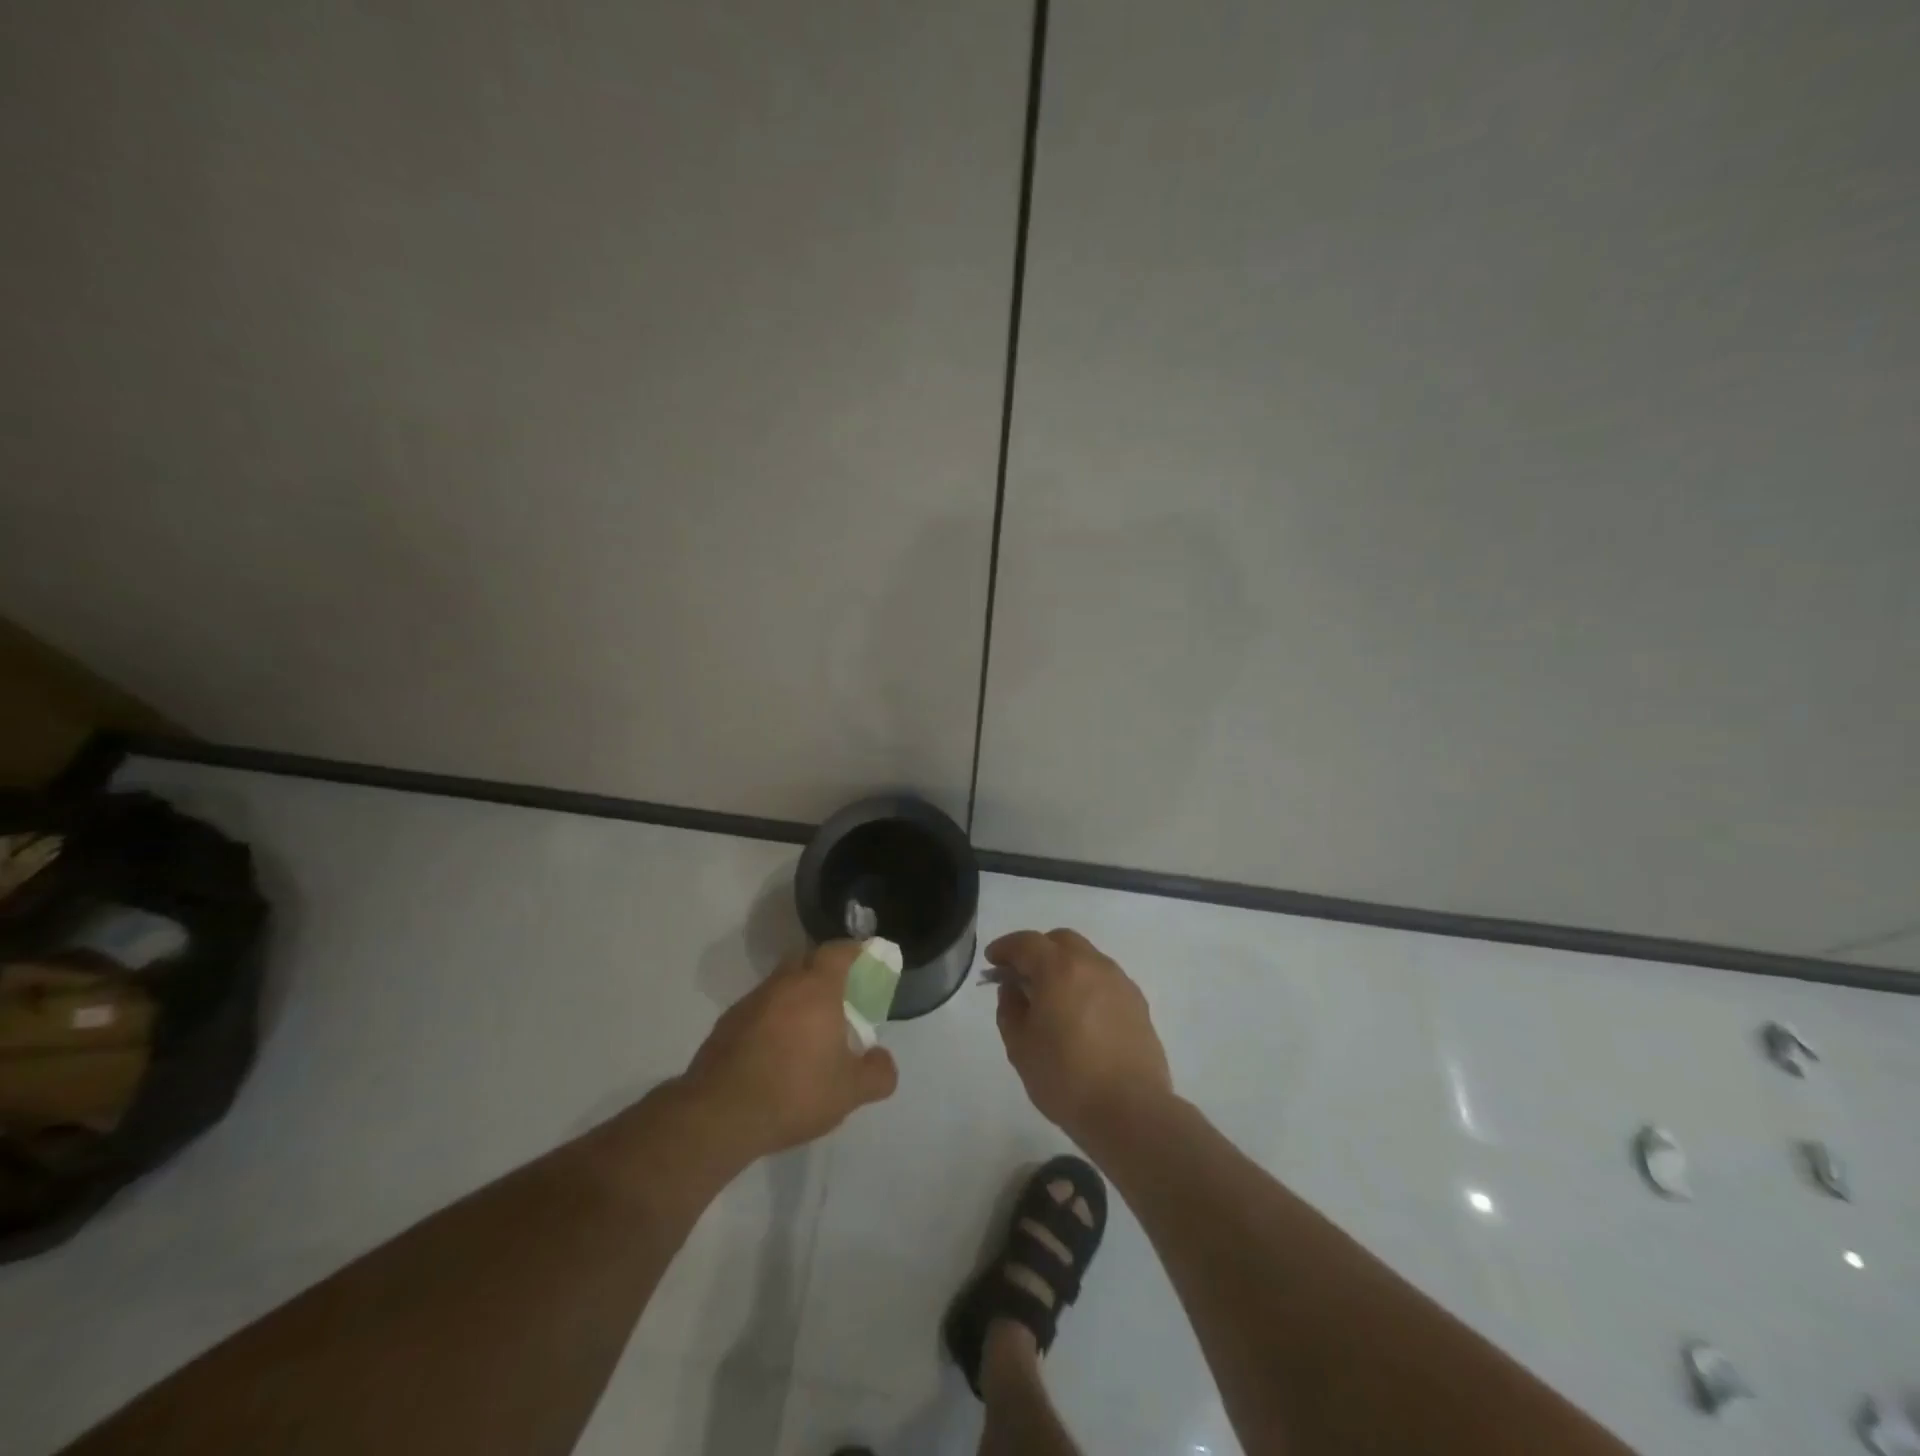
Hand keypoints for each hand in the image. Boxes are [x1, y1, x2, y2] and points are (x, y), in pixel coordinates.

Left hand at [681, 940, 898, 1160]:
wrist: (719, 1115)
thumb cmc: (795, 1091)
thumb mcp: (850, 1091)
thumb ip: (877, 1073)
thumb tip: (883, 1060)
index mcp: (816, 988)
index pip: (838, 951)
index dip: (855, 951)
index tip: (866, 961)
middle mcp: (782, 984)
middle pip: (806, 961)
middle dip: (824, 971)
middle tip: (840, 997)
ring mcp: (750, 1003)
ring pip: (780, 986)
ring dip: (796, 997)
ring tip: (808, 1030)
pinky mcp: (726, 1025)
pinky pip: (759, 1010)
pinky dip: (772, 1020)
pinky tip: (776, 1053)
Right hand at [987, 928, 1172, 1146]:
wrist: (1131, 1112)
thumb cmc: (1066, 1079)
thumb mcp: (1020, 1047)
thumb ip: (1010, 1008)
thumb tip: (1014, 988)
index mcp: (1059, 969)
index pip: (1027, 942)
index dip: (1005, 947)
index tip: (992, 960)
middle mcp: (1092, 965)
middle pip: (1060, 941)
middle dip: (1037, 951)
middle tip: (1022, 976)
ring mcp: (1120, 982)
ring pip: (1086, 958)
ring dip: (1064, 966)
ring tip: (1053, 998)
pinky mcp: (1138, 1003)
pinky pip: (1105, 980)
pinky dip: (1087, 984)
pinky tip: (1081, 1015)